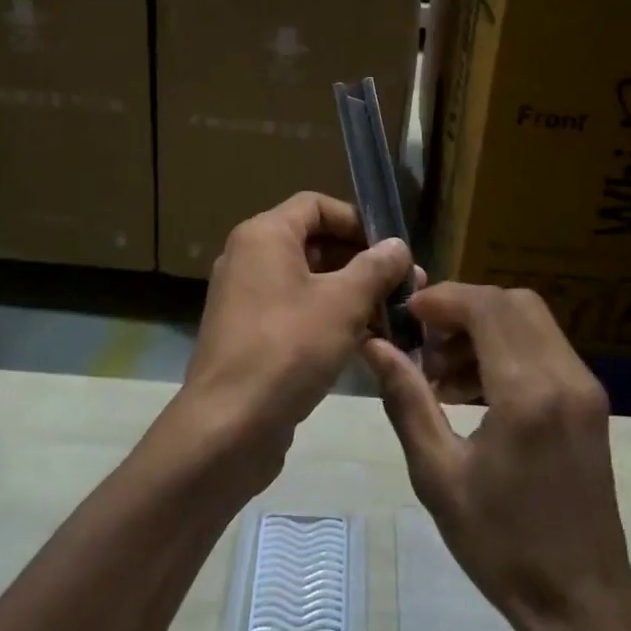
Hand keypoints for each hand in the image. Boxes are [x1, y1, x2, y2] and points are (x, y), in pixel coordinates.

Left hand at [170, 193, 414, 480]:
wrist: (228, 426)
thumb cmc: (288, 348)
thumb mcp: (344, 303)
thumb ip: (375, 267)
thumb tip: (398, 245)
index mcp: (264, 235)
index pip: (316, 205)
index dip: (357, 220)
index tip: (392, 248)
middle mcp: (248, 258)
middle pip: (313, 243)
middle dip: (361, 262)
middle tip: (403, 286)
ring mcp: (244, 299)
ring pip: (306, 281)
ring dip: (349, 293)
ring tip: (391, 316)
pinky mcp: (247, 335)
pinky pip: (293, 311)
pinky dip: (326, 317)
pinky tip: (362, 342)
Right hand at [363, 284, 630, 630]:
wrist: (582, 599)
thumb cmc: (501, 544)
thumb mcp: (439, 476)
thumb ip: (407, 401)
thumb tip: (376, 347)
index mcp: (527, 394)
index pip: (486, 307)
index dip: (443, 299)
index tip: (406, 318)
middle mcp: (565, 376)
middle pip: (512, 302)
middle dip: (463, 309)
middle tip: (425, 344)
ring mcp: (585, 386)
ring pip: (531, 320)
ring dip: (485, 328)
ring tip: (444, 374)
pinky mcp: (591, 401)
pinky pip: (546, 348)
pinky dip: (508, 348)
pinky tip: (476, 389)